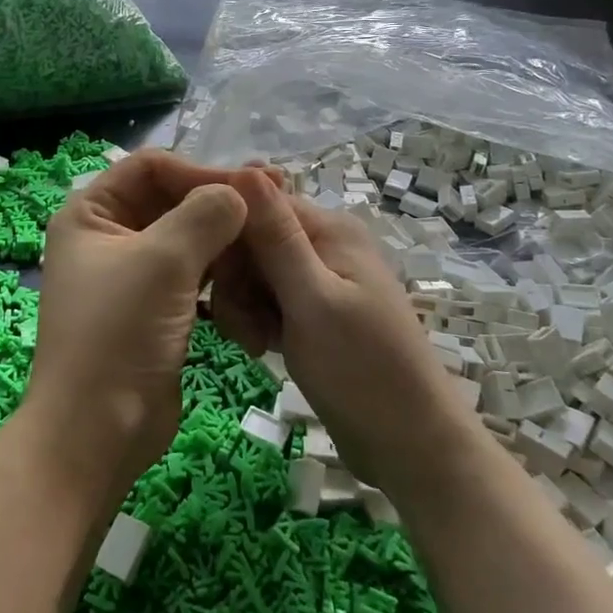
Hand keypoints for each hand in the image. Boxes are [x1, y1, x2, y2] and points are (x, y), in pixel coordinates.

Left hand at [24, 151, 246, 505]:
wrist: (98, 432)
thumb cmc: (119, 334)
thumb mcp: (163, 261)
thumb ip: (206, 214)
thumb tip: (241, 192)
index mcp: (91, 213)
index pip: (151, 167)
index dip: (200, 169)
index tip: (251, 187)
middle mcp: (107, 236)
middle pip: (171, 200)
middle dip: (219, 203)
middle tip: (276, 204)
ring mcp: (131, 274)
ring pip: (186, 238)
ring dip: (224, 239)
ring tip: (271, 238)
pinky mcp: (154, 308)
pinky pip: (192, 274)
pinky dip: (220, 271)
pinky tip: (252, 275)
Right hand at [212, 168, 470, 491]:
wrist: (410, 446)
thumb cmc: (362, 370)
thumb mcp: (312, 300)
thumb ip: (276, 237)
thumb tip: (245, 166)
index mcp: (329, 229)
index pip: (255, 201)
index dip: (224, 229)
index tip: (201, 269)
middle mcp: (323, 245)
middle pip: (251, 239)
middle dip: (235, 279)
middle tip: (242, 324)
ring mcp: (318, 281)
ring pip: (254, 274)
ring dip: (243, 306)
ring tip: (257, 344)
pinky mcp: (312, 314)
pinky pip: (267, 301)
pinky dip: (258, 321)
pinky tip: (263, 349)